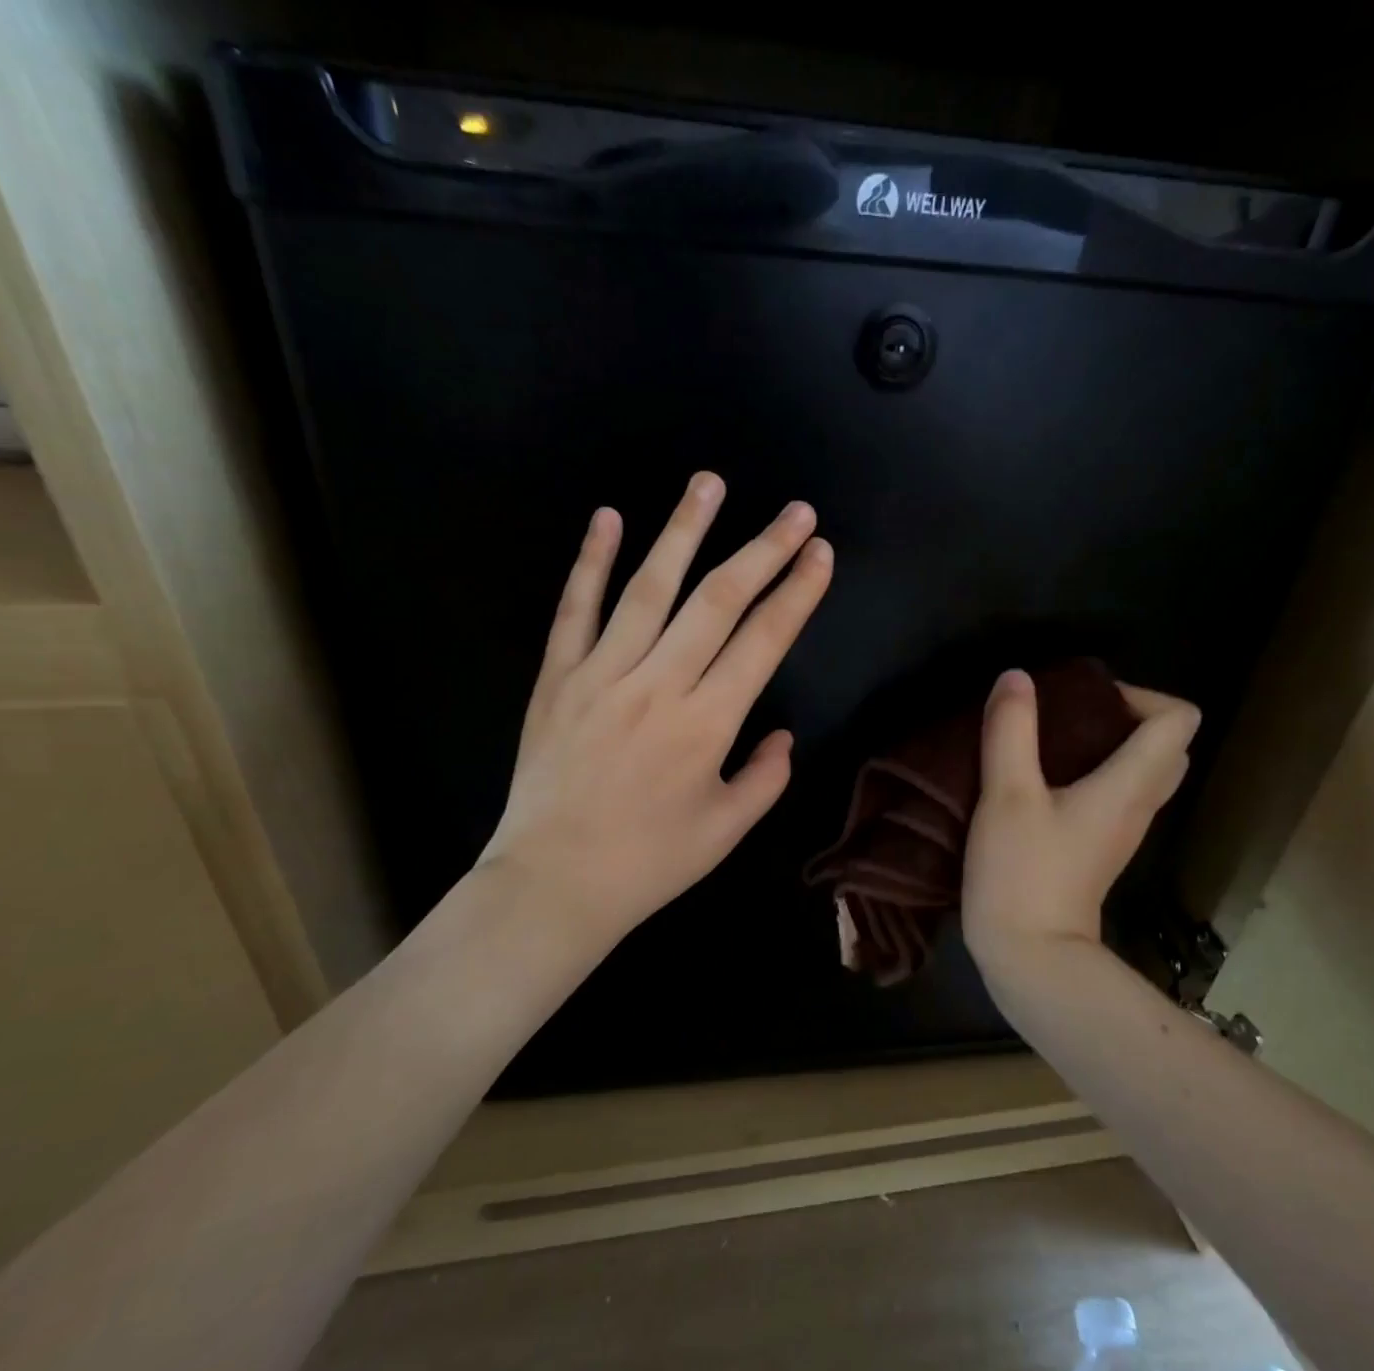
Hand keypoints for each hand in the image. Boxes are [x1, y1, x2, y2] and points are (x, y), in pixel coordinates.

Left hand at [479, 471, 832, 959]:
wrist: (553, 883)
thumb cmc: (648, 863)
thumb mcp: (726, 830)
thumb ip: (765, 777)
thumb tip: (781, 735)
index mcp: (707, 724)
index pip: (764, 641)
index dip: (797, 593)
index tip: (820, 553)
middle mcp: (658, 685)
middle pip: (718, 601)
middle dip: (763, 551)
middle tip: (795, 511)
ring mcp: (601, 675)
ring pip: (649, 589)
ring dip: (683, 531)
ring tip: (710, 484)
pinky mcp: (557, 679)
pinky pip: (575, 610)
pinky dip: (591, 561)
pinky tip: (608, 518)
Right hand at [962, 669, 1200, 974]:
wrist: (1030, 956)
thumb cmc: (1023, 873)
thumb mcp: (1007, 795)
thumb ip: (1011, 731)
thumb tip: (1016, 677)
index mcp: (1129, 786)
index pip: (1178, 720)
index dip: (1140, 695)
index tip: (1085, 699)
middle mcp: (1139, 806)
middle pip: (1167, 746)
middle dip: (1127, 718)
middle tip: (1071, 716)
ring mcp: (1122, 832)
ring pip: (1143, 773)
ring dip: (1110, 747)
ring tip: (1053, 743)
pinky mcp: (1100, 850)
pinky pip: (1117, 796)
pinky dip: (1095, 775)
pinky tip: (1044, 780)